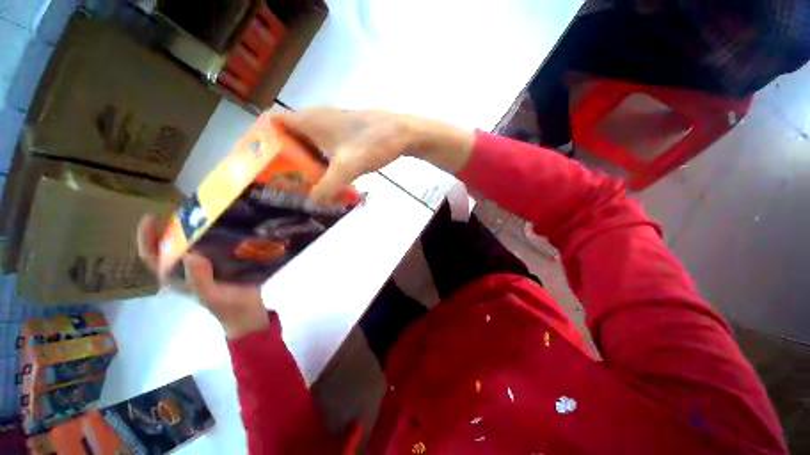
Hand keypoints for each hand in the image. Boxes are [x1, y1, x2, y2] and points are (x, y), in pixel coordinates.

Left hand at [136, 216, 269, 338]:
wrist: (248, 310)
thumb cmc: (227, 305)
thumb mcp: (211, 295)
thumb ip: (199, 279)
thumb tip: (192, 253)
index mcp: (175, 276)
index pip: (152, 256)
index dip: (147, 237)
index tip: (152, 217)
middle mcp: (185, 266)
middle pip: (172, 243)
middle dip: (175, 226)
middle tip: (190, 209)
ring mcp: (203, 263)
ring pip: (194, 241)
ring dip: (197, 227)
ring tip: (209, 212)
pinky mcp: (221, 260)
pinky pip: (214, 243)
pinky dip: (217, 233)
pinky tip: (228, 224)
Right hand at [276, 107, 474, 200]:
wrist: (403, 133)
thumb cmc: (375, 143)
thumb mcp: (349, 167)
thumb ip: (328, 186)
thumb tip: (311, 202)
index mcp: (310, 120)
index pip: (271, 123)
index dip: (259, 140)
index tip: (255, 164)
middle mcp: (317, 119)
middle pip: (287, 136)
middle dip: (280, 158)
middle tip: (275, 182)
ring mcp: (332, 125)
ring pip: (307, 143)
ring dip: (300, 161)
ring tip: (295, 184)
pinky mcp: (345, 134)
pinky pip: (323, 147)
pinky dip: (318, 161)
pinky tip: (323, 177)